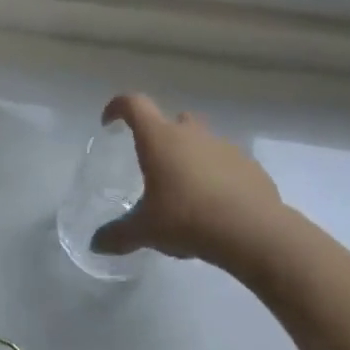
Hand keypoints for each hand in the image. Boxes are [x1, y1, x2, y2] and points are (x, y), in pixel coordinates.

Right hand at [90, 93, 281, 267]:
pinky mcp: (249, 166)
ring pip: (201, 141)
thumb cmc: (188, 219)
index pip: (133, 104)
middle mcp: (190, 133)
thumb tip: (96, 244)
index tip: (110, 123)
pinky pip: (227, 163)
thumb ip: (119, 235)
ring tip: (188, 193)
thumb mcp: (146, 231)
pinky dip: (218, 176)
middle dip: (161, 137)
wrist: (254, 232)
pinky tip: (217, 207)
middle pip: (171, 120)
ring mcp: (223, 146)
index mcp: (159, 138)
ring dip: (192, 158)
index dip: (118, 107)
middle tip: (155, 167)